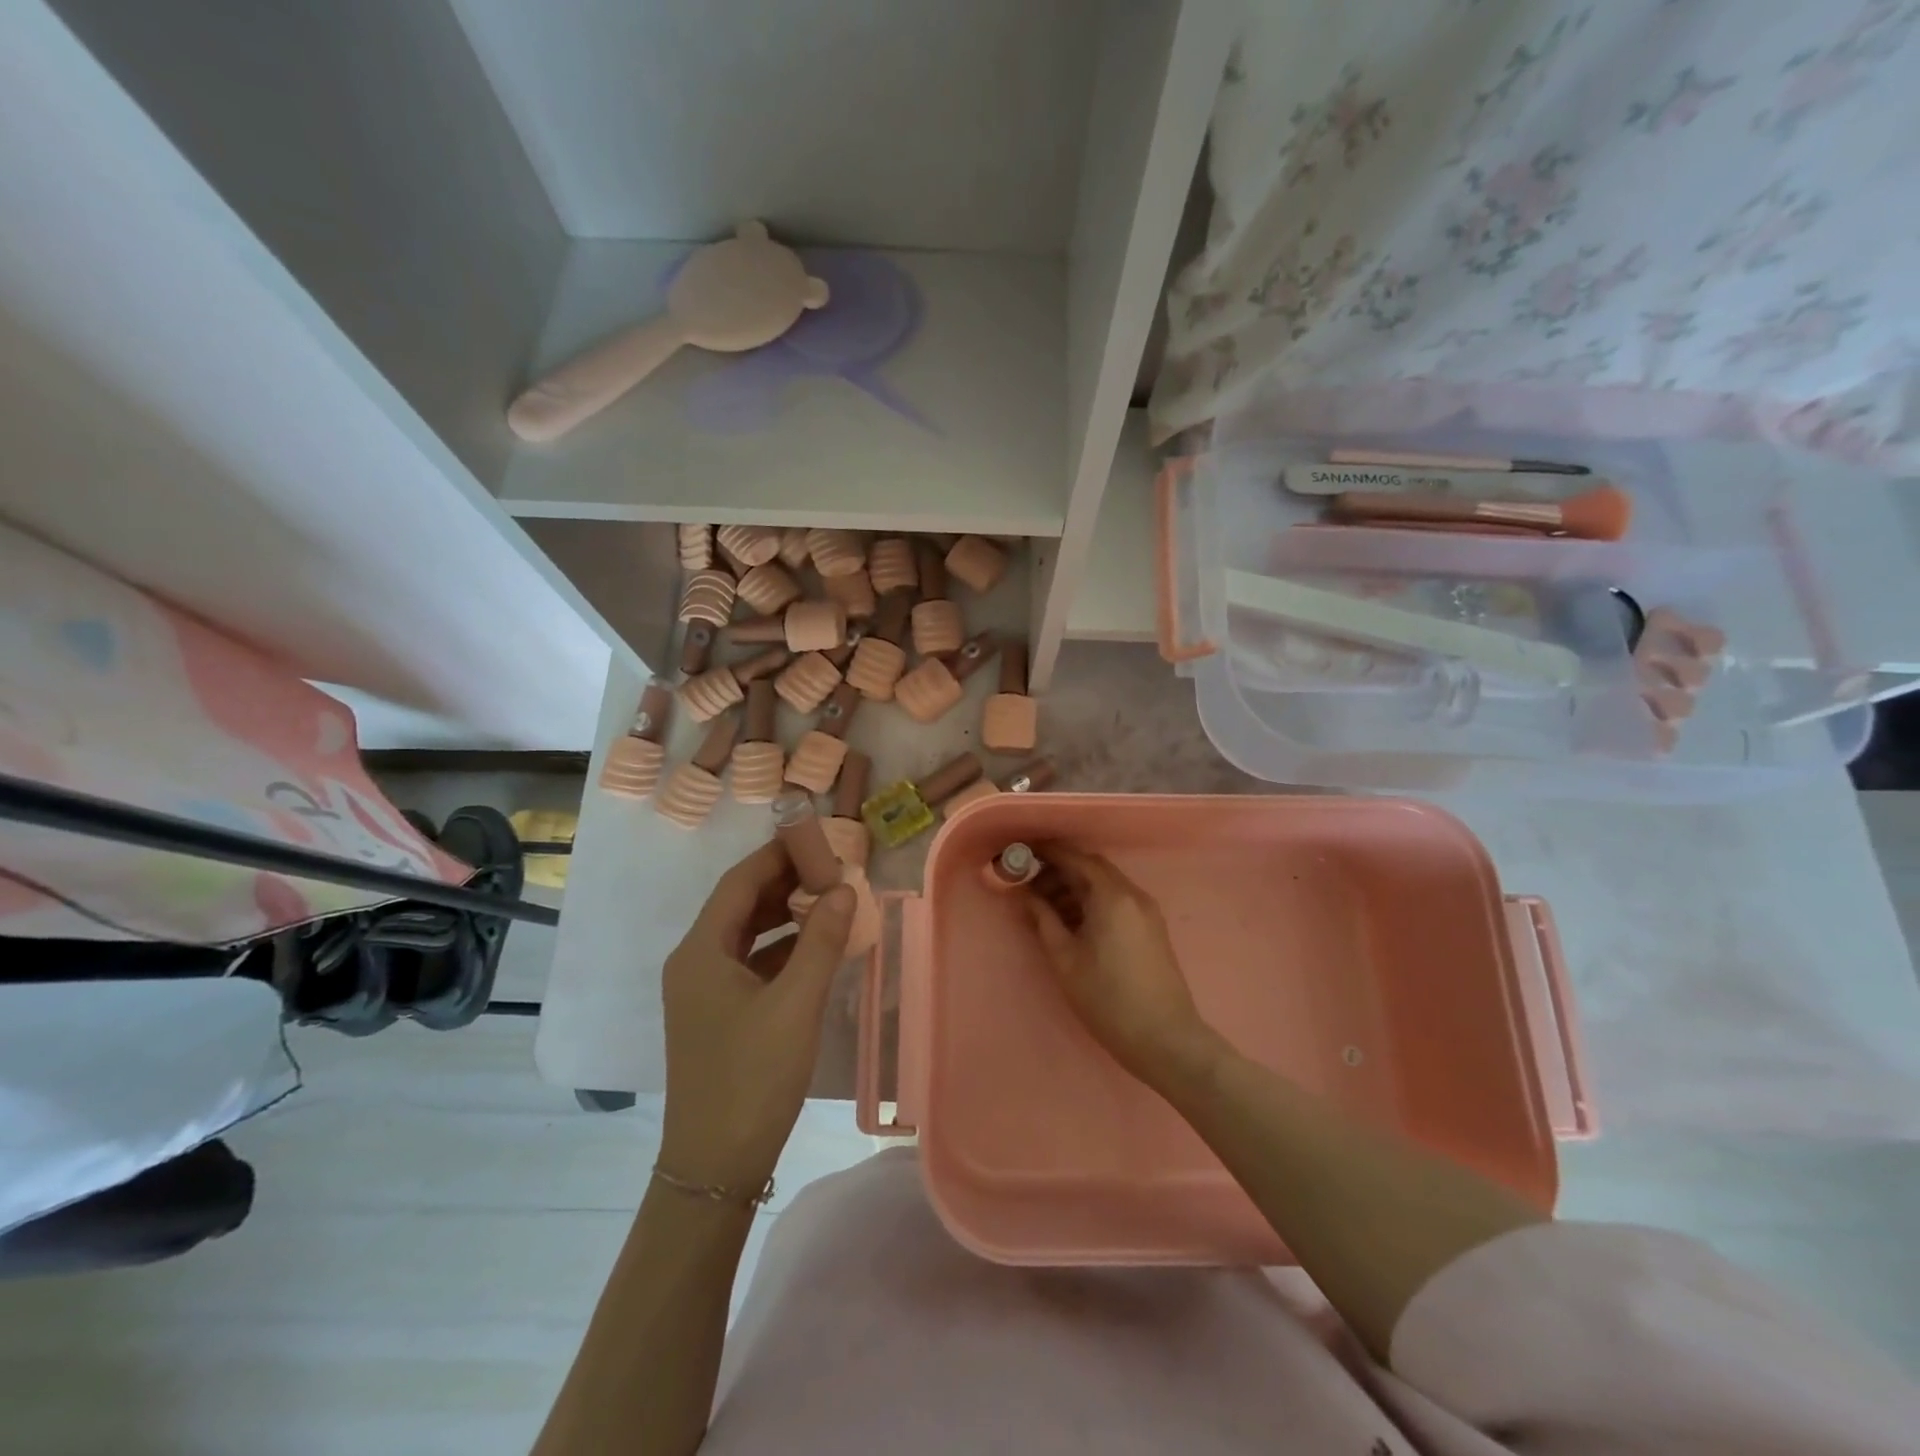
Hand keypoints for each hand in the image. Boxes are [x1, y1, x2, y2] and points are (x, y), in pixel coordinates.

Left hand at [659, 841, 856, 1193]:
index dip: (778, 855)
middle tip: (832, 868)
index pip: (739, 882)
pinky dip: (783, 948)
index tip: (818, 839)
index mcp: (701, 951)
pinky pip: (752, 963)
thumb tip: (845, 888)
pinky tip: (817, 948)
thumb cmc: (752, 1077)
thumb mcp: (795, 1004)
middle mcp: (695, 962)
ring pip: (747, 935)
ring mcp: (704, 990)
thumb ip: (821, 941)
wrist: (715, 1166)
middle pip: (741, 905)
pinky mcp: (718, 1014)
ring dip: (786, 915)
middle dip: (785, 882)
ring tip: (831, 900)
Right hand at [1021, 843, 1224, 1090]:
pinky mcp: (1151, 927)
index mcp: (1111, 896)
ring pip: (1104, 884)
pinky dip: (1091, 901)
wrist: (1164, 1039)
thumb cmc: (1107, 998)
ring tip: (1044, 906)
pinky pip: (1116, 900)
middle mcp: (1132, 894)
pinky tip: (1071, 921)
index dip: (1047, 852)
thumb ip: (1043, 919)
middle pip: (1091, 868)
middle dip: (1059, 870)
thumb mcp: (1065, 958)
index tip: (1022, 852)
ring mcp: (1146, 911)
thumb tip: (1026, 894)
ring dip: (1074, 887)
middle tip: (1028, 883)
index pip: (1075, 858)